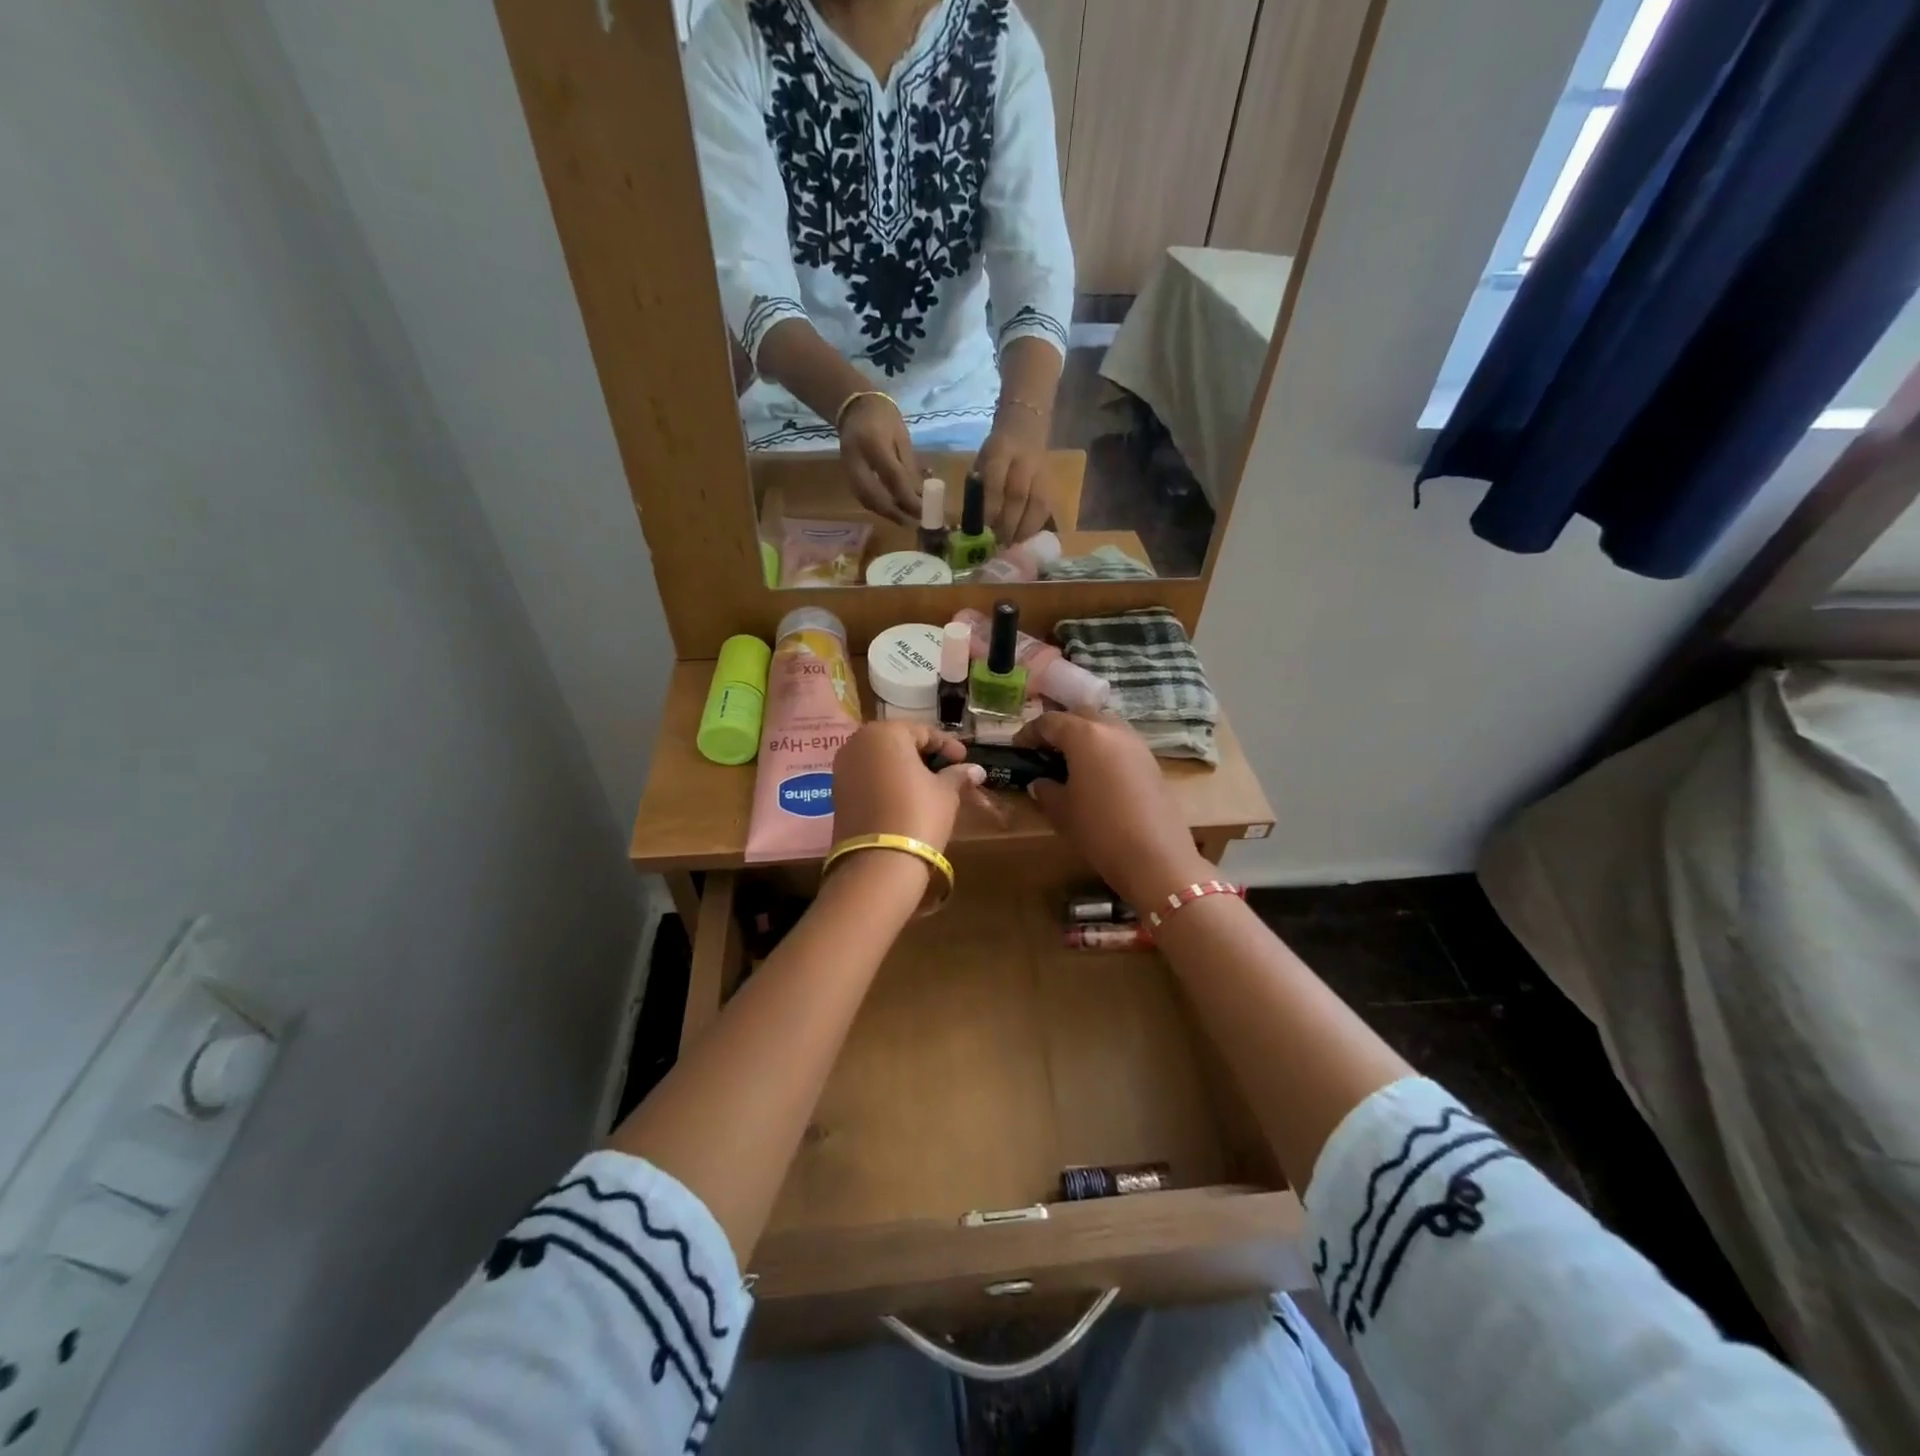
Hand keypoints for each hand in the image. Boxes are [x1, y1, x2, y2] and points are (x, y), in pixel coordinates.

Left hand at [831, 721, 986, 853]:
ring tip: (929, 786)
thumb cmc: (918, 815)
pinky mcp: (837, 792)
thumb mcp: (945, 793)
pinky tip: (906, 797)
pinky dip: (887, 782)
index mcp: (885, 733)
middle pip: (898, 742)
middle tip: (948, 771)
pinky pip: (868, 777)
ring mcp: (843, 767)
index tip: (965, 760)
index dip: (948, 746)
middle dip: (924, 755)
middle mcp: (857, 742)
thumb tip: (976, 770)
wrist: (878, 863)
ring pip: (881, 760)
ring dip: (904, 769)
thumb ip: (958, 775)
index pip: (923, 731)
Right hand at [838, 395, 921, 524]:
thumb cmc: (883, 417)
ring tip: (905, 520)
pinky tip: (893, 510)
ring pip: (865, 500)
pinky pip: (862, 496)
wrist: (853, 406)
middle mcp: (856, 459)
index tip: (924, 511)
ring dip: (886, 513)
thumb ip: (910, 467)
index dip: (909, 498)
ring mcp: (848, 468)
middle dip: (894, 513)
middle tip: (912, 523)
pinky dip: (878, 506)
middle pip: (873, 496)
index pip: (893, 477)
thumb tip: (922, 496)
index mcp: (873, 443)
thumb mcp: (902, 437)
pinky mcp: (847, 474)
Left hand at [973, 415, 1052, 542]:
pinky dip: (1036, 527)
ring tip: (1012, 546)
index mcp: (1000, 451)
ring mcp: (1043, 473)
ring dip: (1023, 530)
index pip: (995, 482)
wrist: (1026, 427)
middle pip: (1018, 496)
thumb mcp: (982, 461)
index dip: (990, 508)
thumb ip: (979, 488)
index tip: (983, 529)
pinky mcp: (1053, 484)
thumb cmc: (997, 452)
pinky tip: (1026, 539)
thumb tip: (974, 524)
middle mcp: (1024, 461)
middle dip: (1006, 524)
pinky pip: (1048, 509)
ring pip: (1037, 505)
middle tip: (997, 544)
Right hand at [1015, 713, 1214, 909]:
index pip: (1049, 721)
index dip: (1029, 732)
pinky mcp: (1151, 761)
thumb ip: (1046, 790)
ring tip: (1070, 761)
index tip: (1017, 747)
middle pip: (1080, 715)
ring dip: (1084, 735)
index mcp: (1084, 735)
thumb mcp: (1061, 811)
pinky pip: (1120, 743)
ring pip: (1104, 725)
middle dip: (1059, 727)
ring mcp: (1136, 743)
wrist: (1155, 857)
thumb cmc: (1099, 830)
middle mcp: (1112, 729)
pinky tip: (1095, 774)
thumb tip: (1040, 782)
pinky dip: (1103, 749)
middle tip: (1044, 749)